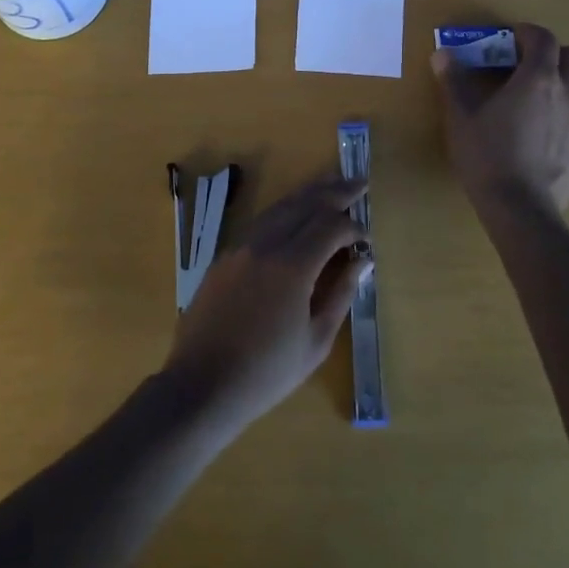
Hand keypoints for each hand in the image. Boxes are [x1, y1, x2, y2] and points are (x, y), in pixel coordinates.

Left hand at [162, 173, 369, 432]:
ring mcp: (240, 248)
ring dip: (308, 194)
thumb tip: (361, 261)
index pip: (330, 226)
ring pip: (279, 207)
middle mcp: (265, 245)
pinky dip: (283, 211)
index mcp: (292, 266)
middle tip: (358, 182)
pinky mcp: (224, 257)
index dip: (353, 226)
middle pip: (305, 204)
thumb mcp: (315, 341)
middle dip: (335, 191)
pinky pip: (260, 222)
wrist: (202, 386)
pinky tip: (294, 214)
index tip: (366, 239)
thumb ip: (341, 294)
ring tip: (330, 184)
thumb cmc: (266, 372)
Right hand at [431, 22, 568, 213]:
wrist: (521, 209)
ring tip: (540, 96)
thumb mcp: (461, 116)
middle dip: (555, 54)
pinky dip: (567, 114)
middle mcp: (568, 94)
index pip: (544, 39)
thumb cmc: (488, 156)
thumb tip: (442, 53)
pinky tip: (544, 133)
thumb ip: (454, 80)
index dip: (528, 33)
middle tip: (529, 65)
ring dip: (567, 81)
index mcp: (538, 79)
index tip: (511, 38)